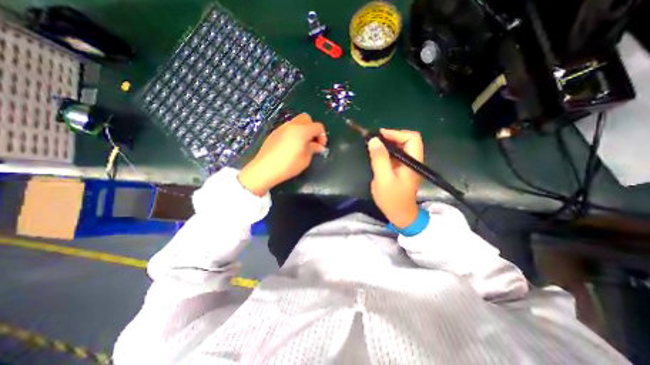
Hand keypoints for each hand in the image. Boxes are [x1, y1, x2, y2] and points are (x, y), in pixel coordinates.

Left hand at [238, 114, 327, 196]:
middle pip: (307, 118)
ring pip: (296, 122)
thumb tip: (317, 146)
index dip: (323, 136)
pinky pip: (288, 128)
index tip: (321, 147)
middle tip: (312, 142)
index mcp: (302, 131)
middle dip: (312, 128)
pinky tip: (290, 146)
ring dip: (303, 130)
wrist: (264, 169)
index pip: (318, 126)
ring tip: (302, 145)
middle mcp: (292, 125)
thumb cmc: (288, 165)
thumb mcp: (305, 159)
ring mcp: (281, 128)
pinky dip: (293, 133)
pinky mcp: (274, 133)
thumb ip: (313, 149)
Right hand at [367, 130, 424, 228]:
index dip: (396, 133)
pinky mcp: (401, 169)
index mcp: (413, 161)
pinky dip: (386, 151)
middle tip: (374, 140)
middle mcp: (413, 160)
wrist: (399, 214)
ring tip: (373, 146)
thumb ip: (379, 159)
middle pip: (406, 140)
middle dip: (390, 137)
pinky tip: (377, 155)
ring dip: (387, 144)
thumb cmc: (392, 198)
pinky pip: (395, 155)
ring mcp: (407, 165)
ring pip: (400, 147)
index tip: (379, 136)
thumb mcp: (383, 179)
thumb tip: (374, 139)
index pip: (412, 138)